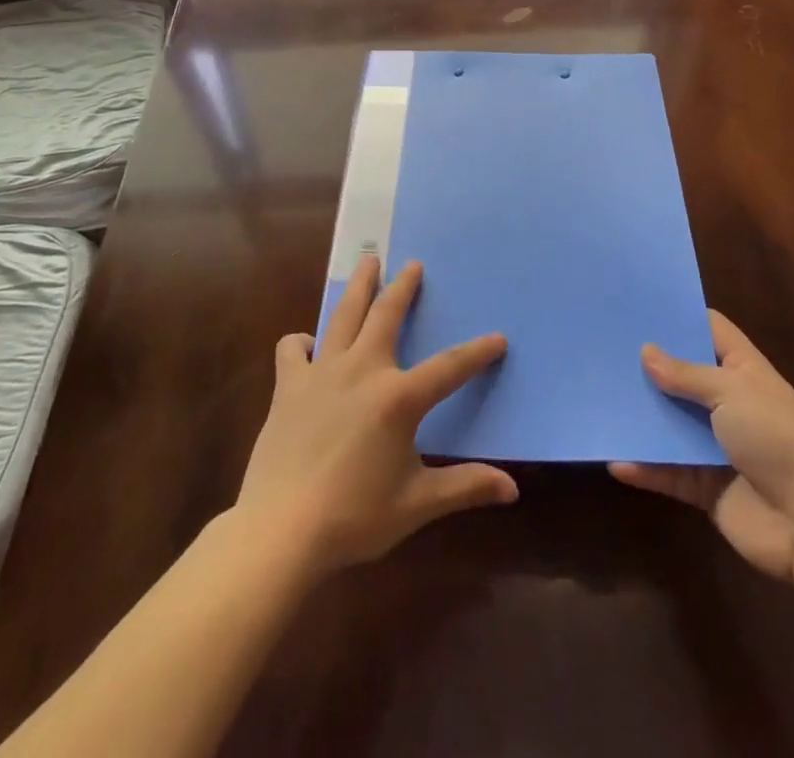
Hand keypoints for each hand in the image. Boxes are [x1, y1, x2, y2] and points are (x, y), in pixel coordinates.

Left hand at [234, 255, 516, 576]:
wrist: (281, 530)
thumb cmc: (354, 517)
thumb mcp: (417, 504)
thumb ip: (465, 487)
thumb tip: (512, 489)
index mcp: (398, 397)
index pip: (449, 368)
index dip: (477, 353)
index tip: (498, 338)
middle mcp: (362, 370)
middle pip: (386, 315)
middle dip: (404, 287)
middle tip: (413, 264)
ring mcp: (322, 373)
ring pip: (344, 316)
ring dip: (359, 286)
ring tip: (368, 262)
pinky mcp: (288, 386)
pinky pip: (293, 349)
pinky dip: (302, 342)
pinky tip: (309, 345)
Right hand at [611, 310, 793, 582]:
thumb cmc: (775, 440)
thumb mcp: (731, 392)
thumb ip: (686, 374)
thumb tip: (645, 352)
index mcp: (743, 370)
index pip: (710, 330)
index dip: (680, 315)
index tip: (639, 305)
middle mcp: (727, 402)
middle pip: (682, 375)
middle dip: (648, 365)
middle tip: (604, 347)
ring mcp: (715, 444)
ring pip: (669, 422)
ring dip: (641, 416)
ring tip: (599, 398)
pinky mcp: (704, 484)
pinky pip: (667, 470)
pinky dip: (644, 467)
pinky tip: (615, 460)